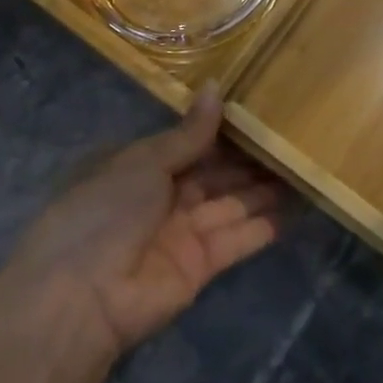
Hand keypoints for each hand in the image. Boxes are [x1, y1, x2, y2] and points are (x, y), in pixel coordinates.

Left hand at [4, 86, 281, 357]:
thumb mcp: (145, 162)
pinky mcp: (200, 268)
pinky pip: (236, 240)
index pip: (191, 143)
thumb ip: (188, 133)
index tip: (260, 112)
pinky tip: (293, 209)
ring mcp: (183, 233)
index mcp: (142, 166)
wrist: (82, 296)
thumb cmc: (106, 211)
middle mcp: (164, 197)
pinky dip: (262, 226)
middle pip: (214, 174)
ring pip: (230, 204)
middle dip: (248, 160)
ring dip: (261, 189)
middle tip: (291, 139)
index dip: (223, 131)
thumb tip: (215, 87)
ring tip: (301, 168)